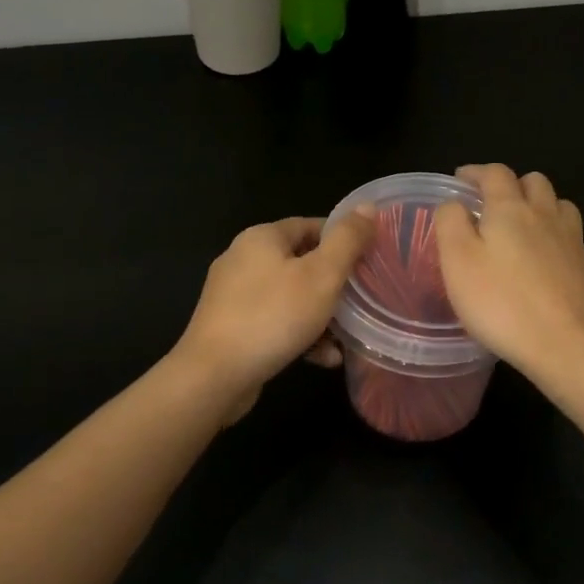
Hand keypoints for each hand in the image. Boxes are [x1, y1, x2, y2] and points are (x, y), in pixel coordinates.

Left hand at [173, 212, 375, 421]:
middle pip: (302, 262)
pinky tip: (323, 358)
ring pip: (290, 296)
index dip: (344, 240)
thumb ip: (347, 240)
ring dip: (321, 316)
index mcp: (262, 237)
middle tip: (362, 302)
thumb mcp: (322, 275)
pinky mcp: (231, 327)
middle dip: (334, 284)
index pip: (312, 226)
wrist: (214, 376)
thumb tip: (367, 207)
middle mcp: (243, 259)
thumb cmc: (273, 316)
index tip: (370, 262)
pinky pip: (275, 322)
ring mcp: (233, 295)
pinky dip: (300, 334)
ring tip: (346, 339)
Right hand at [434, 164, 583, 375]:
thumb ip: (451, 223)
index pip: (494, 173)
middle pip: (534, 181)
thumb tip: (454, 204)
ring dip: (540, 205)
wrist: (566, 343)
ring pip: (559, 205)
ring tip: (524, 226)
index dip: (475, 172)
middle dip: (512, 184)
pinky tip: (546, 261)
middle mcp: (545, 215)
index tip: (461, 180)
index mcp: (510, 209)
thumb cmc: (501, 302)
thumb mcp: (457, 262)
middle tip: (493, 204)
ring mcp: (573, 241)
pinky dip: (556, 237)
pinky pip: (572, 238)